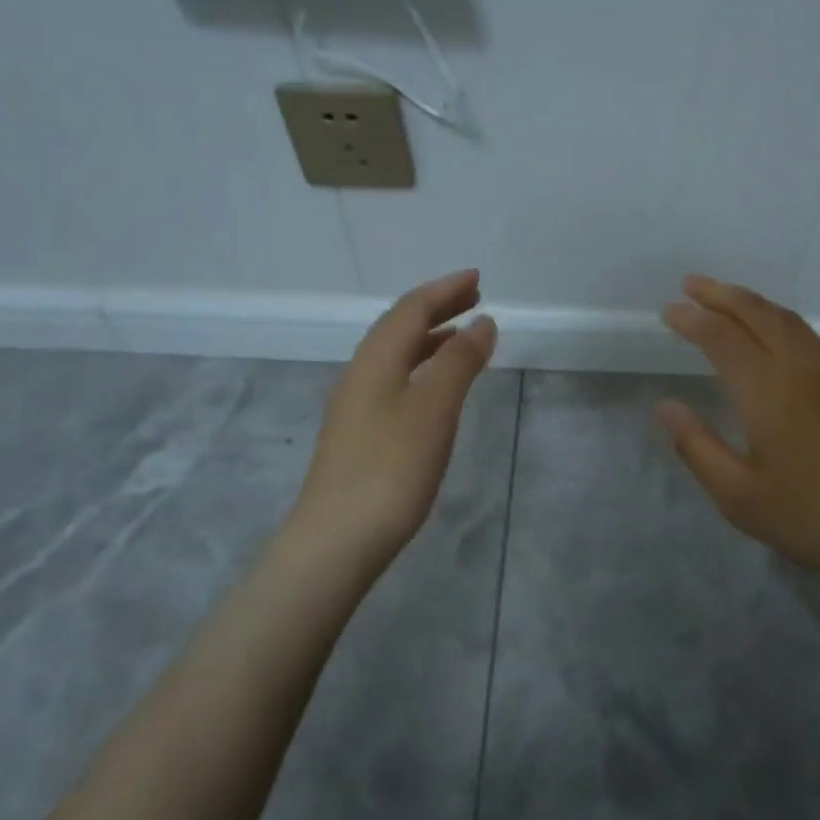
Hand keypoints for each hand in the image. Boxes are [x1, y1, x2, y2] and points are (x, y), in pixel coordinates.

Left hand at [292, 270, 497, 575]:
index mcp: (375, 361)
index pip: (410, 309)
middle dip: (437, 308)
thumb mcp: (433, 408)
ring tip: (463, 338)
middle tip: (474, 298)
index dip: (444, 290)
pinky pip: (394, 382)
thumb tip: (482, 322)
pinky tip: (436, 391)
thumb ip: (459, 362)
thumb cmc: (391, 468)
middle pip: (399, 328)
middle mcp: (360, 376)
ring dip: (430, 339)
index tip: (478, 278)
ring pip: (395, 357)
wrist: (336, 541)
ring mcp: (356, 408)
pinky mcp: (360, 436)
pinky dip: (422, 369)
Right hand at [657, 275, 819, 584]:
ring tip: (727, 300)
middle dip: (721, 294)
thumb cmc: (806, 515)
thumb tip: (666, 406)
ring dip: (753, 303)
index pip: (721, 337)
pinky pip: (812, 337)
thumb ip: (697, 446)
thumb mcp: (737, 494)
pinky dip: (782, 323)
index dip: (692, 319)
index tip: (669, 311)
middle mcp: (801, 366)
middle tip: (692, 284)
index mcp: (767, 390)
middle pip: (757, 313)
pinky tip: (776, 336)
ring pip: (788, 320)